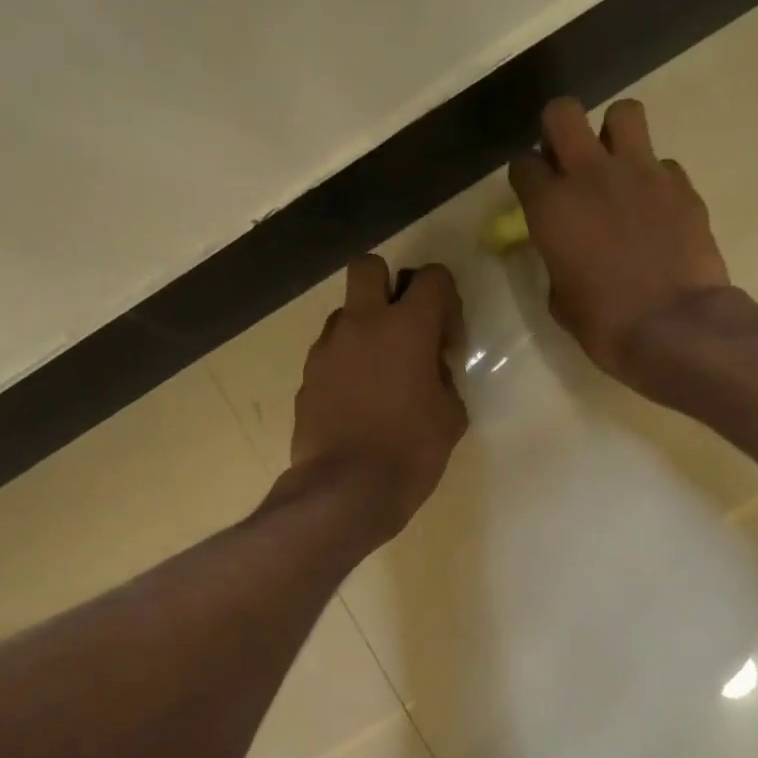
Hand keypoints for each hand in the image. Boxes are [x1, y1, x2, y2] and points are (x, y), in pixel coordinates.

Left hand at [287, 255, 467, 541]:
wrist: (345, 490)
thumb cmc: (410, 452)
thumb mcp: (451, 417)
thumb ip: (444, 380)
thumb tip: (431, 371)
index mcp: (407, 327)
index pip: (432, 277)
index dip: (447, 302)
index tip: (448, 343)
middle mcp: (362, 324)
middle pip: (369, 268)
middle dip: (390, 286)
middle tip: (405, 328)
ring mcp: (327, 350)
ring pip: (345, 313)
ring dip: (365, 330)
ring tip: (380, 375)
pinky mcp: (307, 378)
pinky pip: (330, 354)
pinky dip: (346, 364)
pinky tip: (358, 402)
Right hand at [508, 97, 734, 392]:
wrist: (674, 327)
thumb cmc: (605, 325)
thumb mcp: (561, 301)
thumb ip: (557, 260)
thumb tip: (566, 249)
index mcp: (551, 208)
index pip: (524, 165)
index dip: (527, 177)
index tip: (534, 192)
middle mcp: (591, 175)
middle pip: (563, 113)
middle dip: (560, 131)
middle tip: (568, 160)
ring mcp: (641, 172)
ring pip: (623, 113)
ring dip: (614, 133)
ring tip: (617, 166)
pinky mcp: (680, 183)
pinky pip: (663, 162)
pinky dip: (655, 179)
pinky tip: (656, 209)